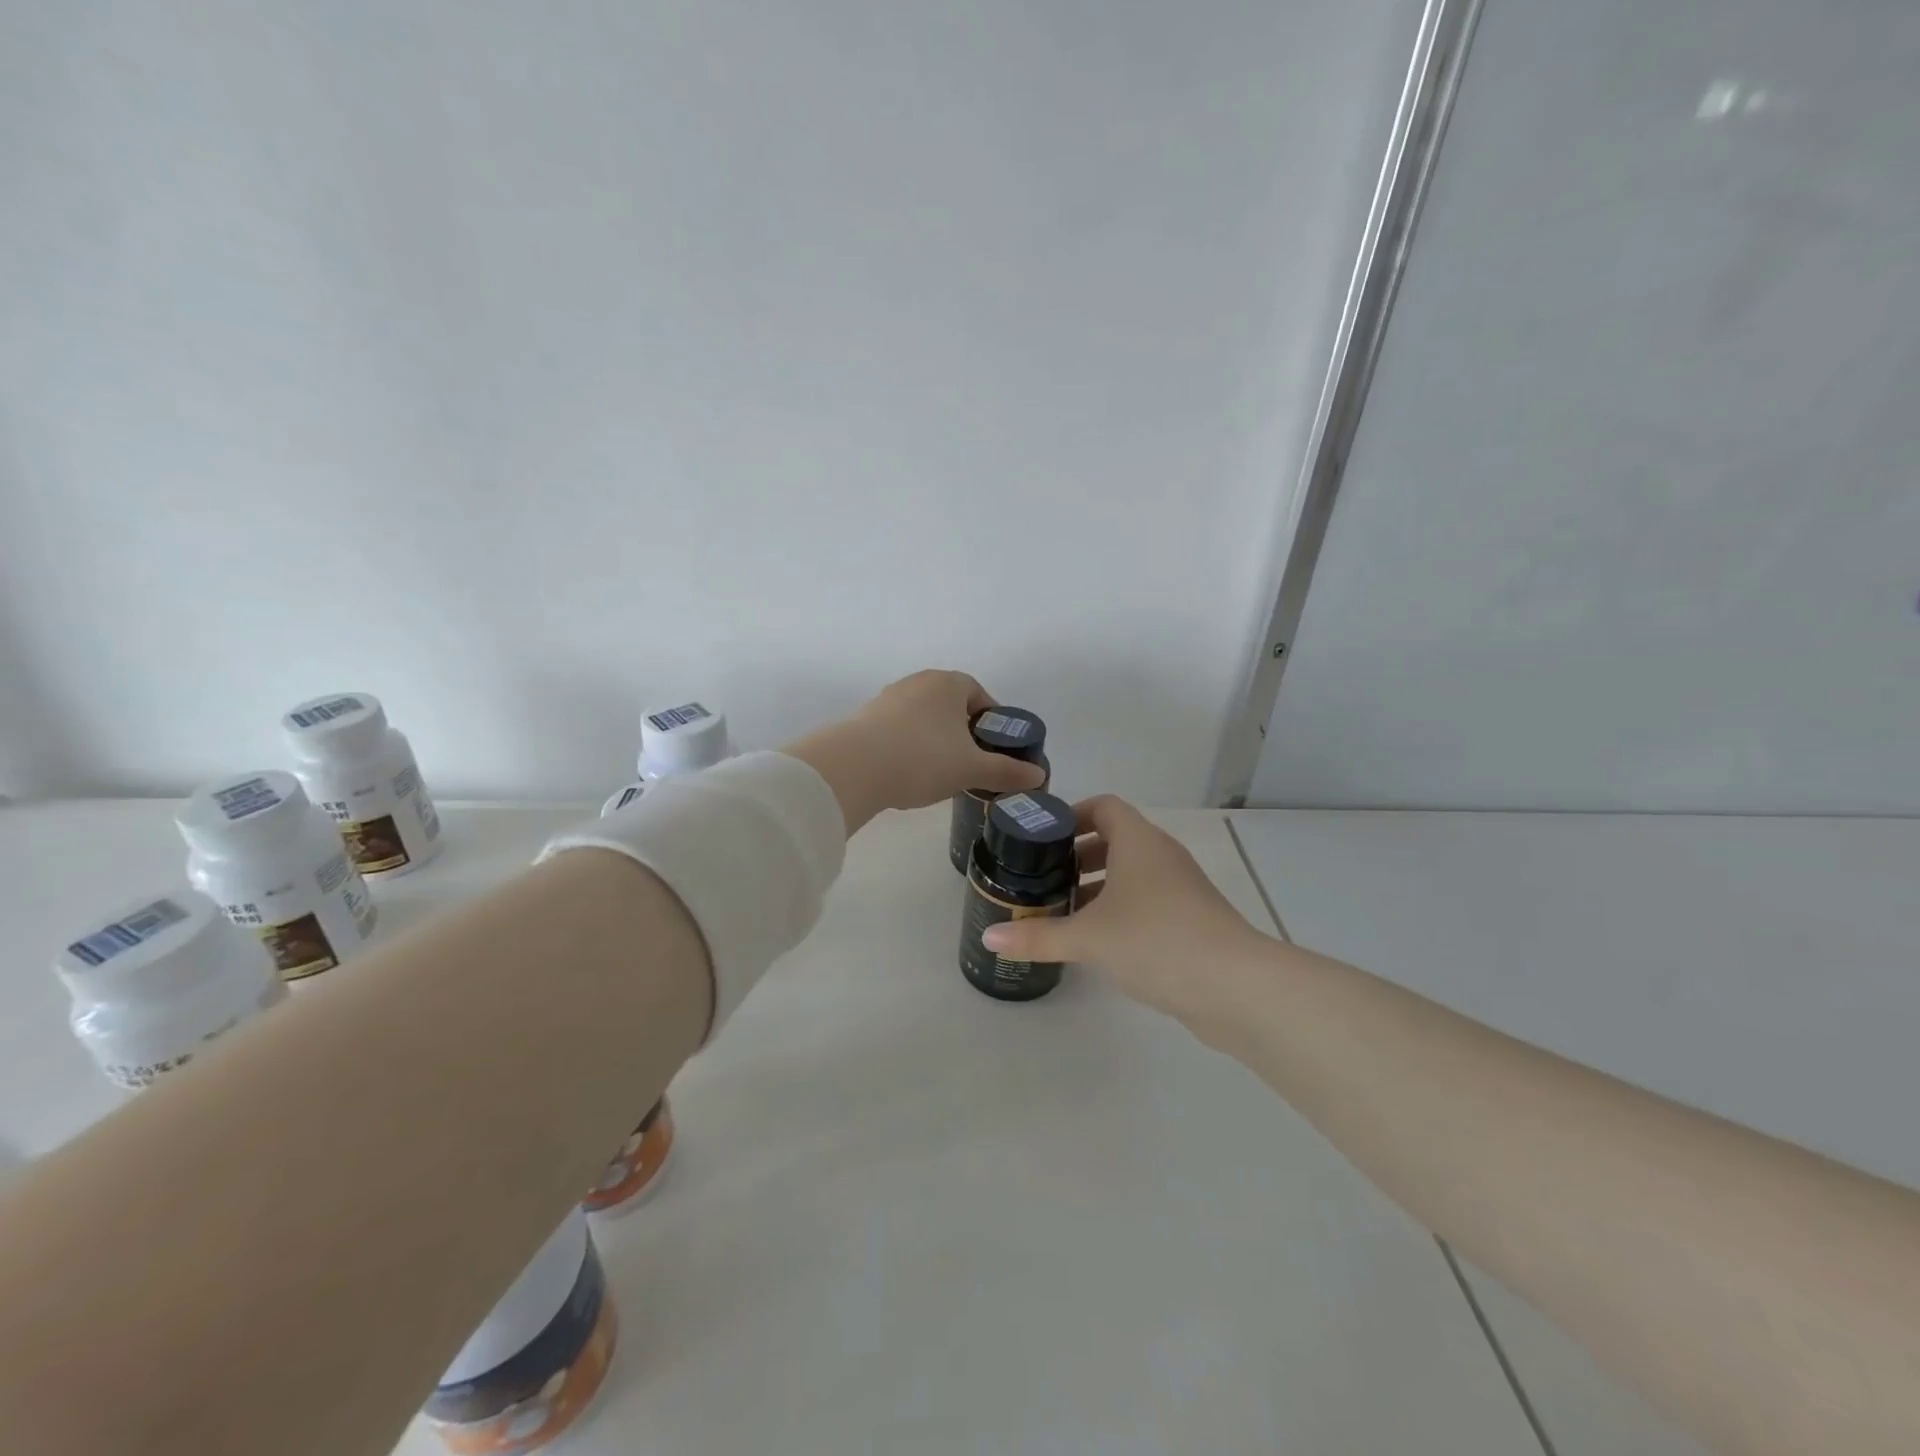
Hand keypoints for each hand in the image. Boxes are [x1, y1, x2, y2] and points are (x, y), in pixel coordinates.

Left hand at [786, 671, 1046, 831]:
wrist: (854, 767)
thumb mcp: (972, 769)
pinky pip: (897, 729)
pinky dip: (908, 746)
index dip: (991, 722)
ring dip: (934, 739)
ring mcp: (888, 697)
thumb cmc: (923, 759)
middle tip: (969, 763)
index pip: (980, 695)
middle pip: (950, 705)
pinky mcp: (864, 718)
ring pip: (923, 717)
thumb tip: (1038, 777)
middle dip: (962, 731)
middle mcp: (918, 682)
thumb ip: (1007, 771)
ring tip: (938, 772)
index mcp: (949, 683)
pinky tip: (907, 772)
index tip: (993, 749)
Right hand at [980, 795, 1266, 1032]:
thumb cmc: (1156, 940)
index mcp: (1138, 841)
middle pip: (1116, 839)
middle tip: (1044, 877)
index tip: (1043, 837)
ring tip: (1064, 910)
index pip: (1104, 806)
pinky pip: (1148, 899)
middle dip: (1079, 855)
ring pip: (1133, 872)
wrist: (1236, 986)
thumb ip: (1039, 936)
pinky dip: (1121, 908)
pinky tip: (1099, 940)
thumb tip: (989, 938)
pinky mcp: (1192, 918)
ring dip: (1100, 885)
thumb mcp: (1089, 938)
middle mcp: (1161, 855)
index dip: (1073, 814)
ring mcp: (1181, 887)